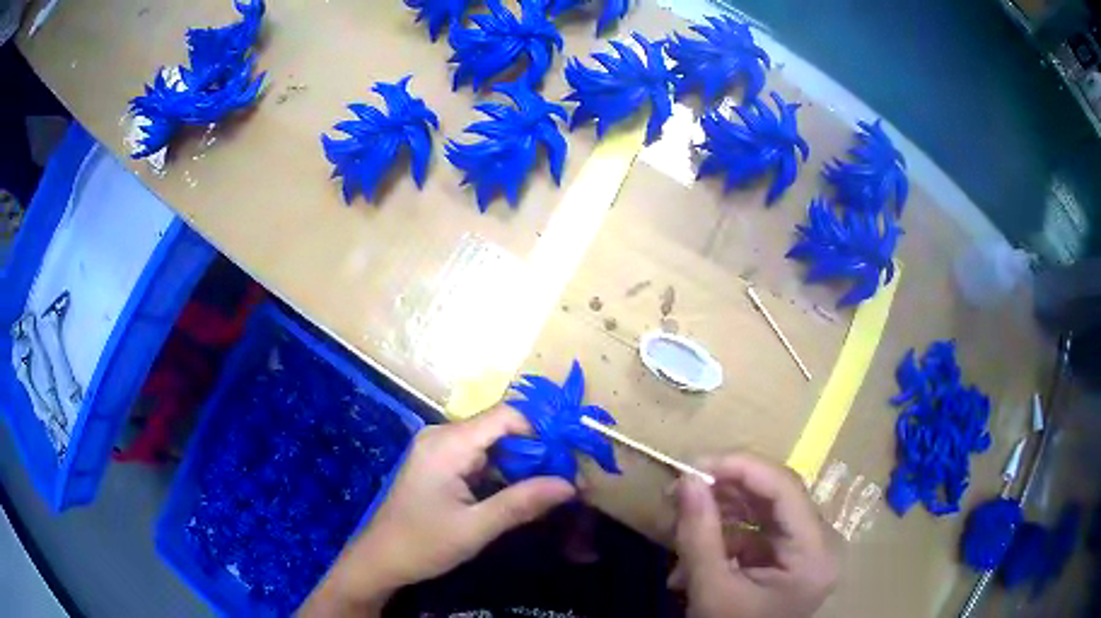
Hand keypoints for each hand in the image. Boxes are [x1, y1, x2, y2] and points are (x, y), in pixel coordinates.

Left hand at [301, 406, 575, 615]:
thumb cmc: (422, 544)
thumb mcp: (476, 528)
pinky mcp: (440, 464)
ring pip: (493, 445)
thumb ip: (522, 503)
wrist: (380, 560)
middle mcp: (443, 436)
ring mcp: (440, 449)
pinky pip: (481, 458)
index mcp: (447, 443)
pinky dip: (504, 474)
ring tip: (552, 489)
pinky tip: (522, 494)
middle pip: (501, 429)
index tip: (569, 461)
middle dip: (536, 453)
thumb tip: (571, 485)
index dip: (541, 432)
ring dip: (522, 466)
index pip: (506, 416)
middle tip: (567, 480)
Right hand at [670, 454, 838, 617]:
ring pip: (762, 511)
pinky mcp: (784, 559)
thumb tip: (685, 479)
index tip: (694, 464)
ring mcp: (803, 551)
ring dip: (718, 513)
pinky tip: (690, 553)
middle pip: (774, 496)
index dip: (741, 468)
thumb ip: (699, 535)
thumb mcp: (711, 590)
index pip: (785, 489)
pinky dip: (721, 536)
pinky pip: (754, 532)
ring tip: (679, 521)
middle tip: (680, 489)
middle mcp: (818, 543)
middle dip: (724, 490)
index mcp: (814, 553)